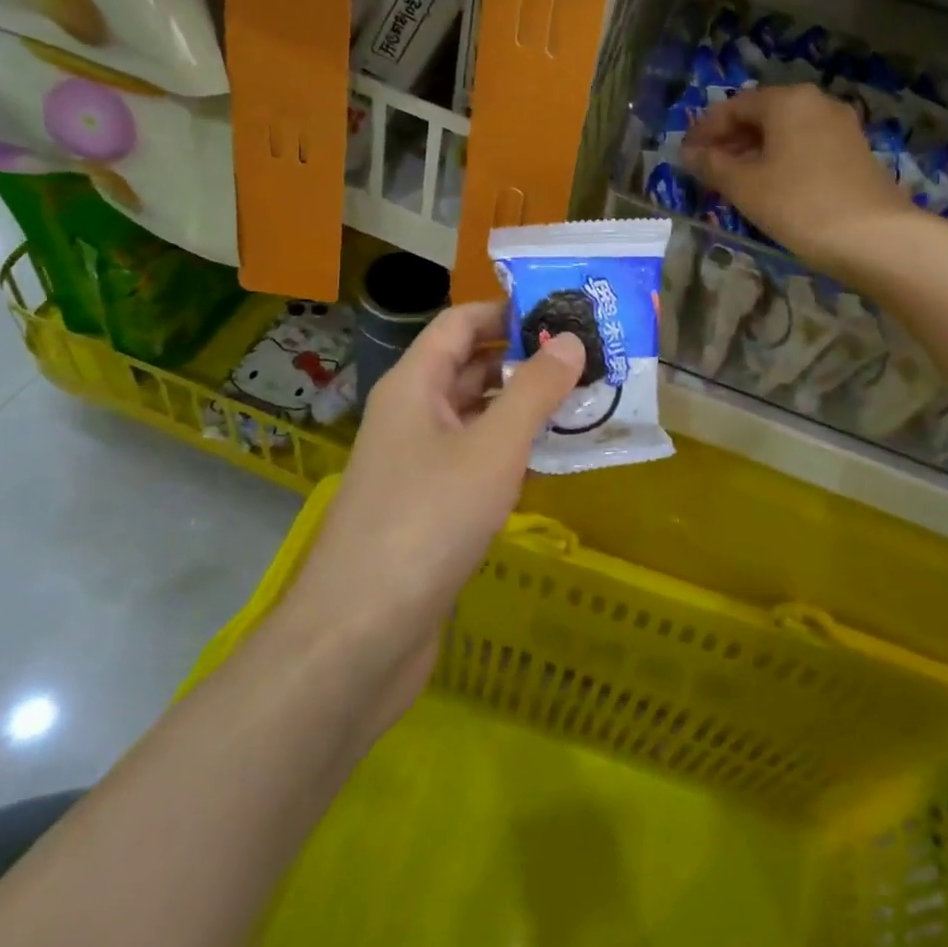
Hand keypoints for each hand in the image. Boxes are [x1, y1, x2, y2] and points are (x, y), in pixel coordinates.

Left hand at [272, 301, 584, 733]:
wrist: (359, 636)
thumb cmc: (426, 522)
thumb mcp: (492, 448)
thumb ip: (534, 391)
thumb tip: (570, 340)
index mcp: (414, 385)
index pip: (460, 323)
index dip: (508, 310)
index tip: (564, 310)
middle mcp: (412, 415)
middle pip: (470, 367)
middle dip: (525, 359)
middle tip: (588, 356)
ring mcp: (418, 464)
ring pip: (477, 417)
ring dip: (524, 407)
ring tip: (585, 401)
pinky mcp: (429, 508)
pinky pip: (476, 461)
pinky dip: (512, 452)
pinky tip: (553, 460)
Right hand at [684, 84, 914, 275]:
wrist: (875, 238)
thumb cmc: (799, 205)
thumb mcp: (745, 186)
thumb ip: (712, 165)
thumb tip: (689, 153)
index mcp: (787, 100)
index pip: (734, 106)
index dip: (704, 130)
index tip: (684, 154)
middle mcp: (816, 103)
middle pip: (761, 115)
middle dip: (730, 140)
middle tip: (705, 168)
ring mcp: (841, 127)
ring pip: (785, 132)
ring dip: (754, 152)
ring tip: (732, 181)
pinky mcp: (855, 152)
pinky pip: (805, 146)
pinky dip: (780, 160)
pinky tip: (769, 187)